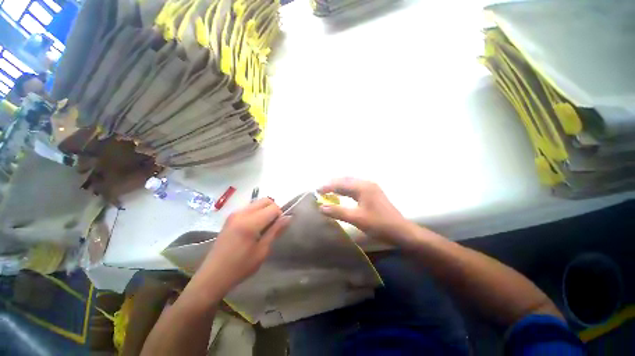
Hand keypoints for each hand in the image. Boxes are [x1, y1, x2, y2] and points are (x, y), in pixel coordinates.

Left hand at [196, 198, 290, 294]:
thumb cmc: (240, 266)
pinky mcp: (230, 217)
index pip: (273, 208)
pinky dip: (257, 213)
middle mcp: (241, 213)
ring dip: (265, 211)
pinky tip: (253, 228)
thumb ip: (275, 231)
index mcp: (250, 223)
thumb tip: (288, 217)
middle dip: (273, 210)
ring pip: (257, 203)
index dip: (280, 216)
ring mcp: (234, 214)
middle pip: (265, 201)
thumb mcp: (262, 251)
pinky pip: (249, 208)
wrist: (213, 276)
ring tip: (263, 228)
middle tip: (273, 225)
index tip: (278, 228)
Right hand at [318, 177, 409, 244]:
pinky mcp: (372, 193)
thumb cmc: (379, 225)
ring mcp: (370, 187)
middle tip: (321, 191)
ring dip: (339, 186)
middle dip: (332, 184)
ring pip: (350, 183)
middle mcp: (366, 183)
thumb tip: (321, 207)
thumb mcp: (356, 219)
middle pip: (345, 180)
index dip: (327, 186)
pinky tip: (341, 195)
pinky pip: (355, 188)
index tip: (316, 191)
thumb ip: (338, 212)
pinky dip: (346, 190)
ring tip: (328, 192)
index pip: (341, 183)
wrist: (401, 231)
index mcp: (362, 187)